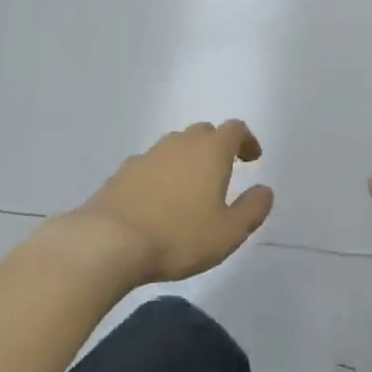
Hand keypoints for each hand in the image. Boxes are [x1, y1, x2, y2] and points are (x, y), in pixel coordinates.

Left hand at [68, 121, 273, 284]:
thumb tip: (264, 190)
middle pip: (203, 132)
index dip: (246, 140)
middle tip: (222, 172)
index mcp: (211, 151)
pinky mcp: (121, 173)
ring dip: (186, 160)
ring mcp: (147, 155)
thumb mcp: (228, 232)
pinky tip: (157, 201)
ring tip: (189, 189)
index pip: (235, 129)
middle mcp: (180, 143)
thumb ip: (252, 209)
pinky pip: (150, 165)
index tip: (252, 158)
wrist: (107, 242)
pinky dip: (160, 175)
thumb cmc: (178, 236)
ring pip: (174, 147)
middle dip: (216, 147)